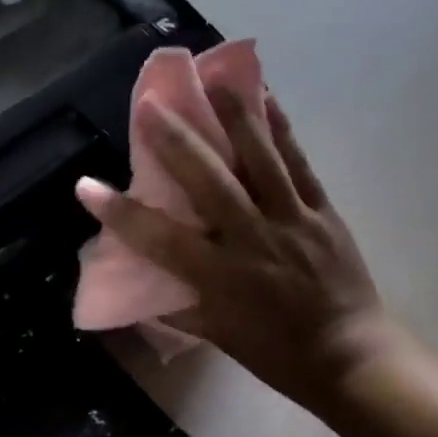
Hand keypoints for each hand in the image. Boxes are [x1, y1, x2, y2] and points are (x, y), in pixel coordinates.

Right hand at [74, 88, 387, 413]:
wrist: (352, 359)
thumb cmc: (278, 354)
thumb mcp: (220, 336)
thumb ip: (180, 305)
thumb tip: (145, 283)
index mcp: (221, 277)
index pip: (160, 239)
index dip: (119, 212)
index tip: (85, 185)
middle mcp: (252, 239)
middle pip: (209, 182)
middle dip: (175, 141)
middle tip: (150, 104)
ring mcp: (291, 220)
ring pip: (259, 160)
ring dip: (234, 116)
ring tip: (213, 78)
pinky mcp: (322, 211)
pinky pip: (299, 163)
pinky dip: (282, 129)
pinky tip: (268, 98)